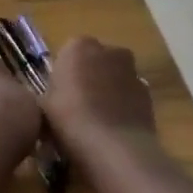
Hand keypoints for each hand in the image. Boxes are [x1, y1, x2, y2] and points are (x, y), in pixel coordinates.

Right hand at [42, 37, 155, 159]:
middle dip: (88, 78)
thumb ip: (49, 94)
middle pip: (95, 62)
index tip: (58, 96)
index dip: (63, 75)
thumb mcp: (42, 107)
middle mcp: (110, 51)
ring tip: (95, 122)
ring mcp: (133, 71)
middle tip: (75, 106)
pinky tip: (112, 130)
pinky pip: (129, 96)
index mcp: (79, 47)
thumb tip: (53, 98)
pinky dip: (122, 106)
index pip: (68, 53)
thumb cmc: (69, 119)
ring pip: (114, 78)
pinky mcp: (149, 94)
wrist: (113, 146)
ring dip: (107, 92)